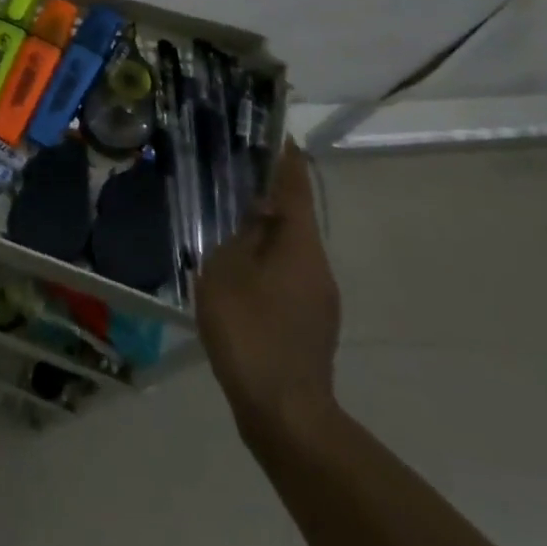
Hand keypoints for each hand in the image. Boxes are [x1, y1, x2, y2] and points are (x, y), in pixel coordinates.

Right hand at [196, 141, 341, 440]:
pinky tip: (238, 270)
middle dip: (270, 194)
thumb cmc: (250, 331)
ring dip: (266, 230)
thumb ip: (241, 234)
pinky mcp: (311, 323)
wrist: (284, 414)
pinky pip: (288, 275)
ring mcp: (319, 298)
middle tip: (236, 174)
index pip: (295, 187)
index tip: (275, 132)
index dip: (286, 158)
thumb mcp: (227, 271)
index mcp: (300, 245)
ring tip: (229, 219)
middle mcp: (318, 265)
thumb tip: (258, 209)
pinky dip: (266, 260)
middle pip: (296, 217)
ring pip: (291, 248)